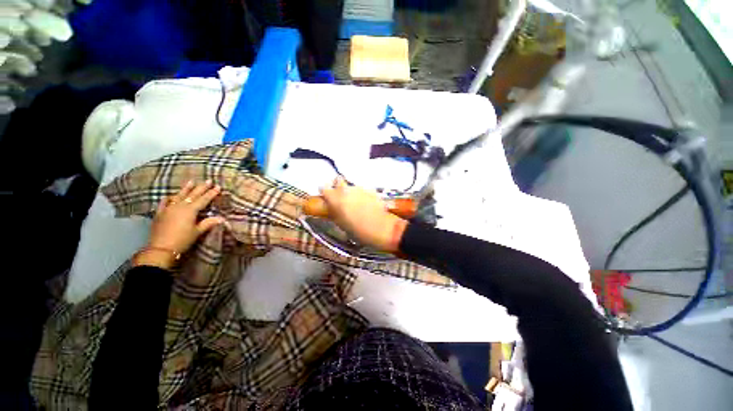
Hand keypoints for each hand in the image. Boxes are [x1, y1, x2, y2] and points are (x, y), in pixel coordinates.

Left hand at [134, 180, 225, 268]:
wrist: (161, 248)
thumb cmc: (182, 240)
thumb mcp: (197, 232)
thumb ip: (208, 223)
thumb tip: (222, 218)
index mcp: (190, 210)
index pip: (204, 199)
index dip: (211, 193)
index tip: (218, 186)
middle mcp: (180, 206)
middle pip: (192, 195)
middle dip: (201, 187)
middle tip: (208, 180)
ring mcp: (168, 208)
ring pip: (179, 195)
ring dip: (186, 188)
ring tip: (191, 181)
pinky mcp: (160, 213)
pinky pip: (165, 202)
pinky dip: (169, 198)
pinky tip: (170, 195)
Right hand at [320, 178, 406, 252]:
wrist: (380, 228)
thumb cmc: (357, 230)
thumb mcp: (340, 223)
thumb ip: (334, 211)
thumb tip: (332, 207)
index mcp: (335, 199)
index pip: (324, 188)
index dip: (325, 192)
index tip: (327, 197)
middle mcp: (346, 190)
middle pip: (338, 180)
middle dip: (338, 186)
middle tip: (341, 197)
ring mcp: (359, 188)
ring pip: (351, 186)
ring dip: (351, 192)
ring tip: (357, 204)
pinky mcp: (371, 190)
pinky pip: (362, 190)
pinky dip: (362, 195)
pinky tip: (367, 205)